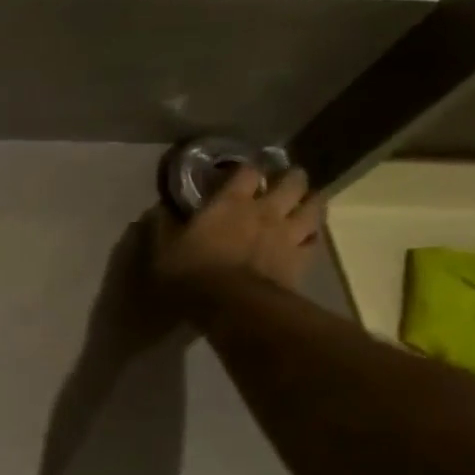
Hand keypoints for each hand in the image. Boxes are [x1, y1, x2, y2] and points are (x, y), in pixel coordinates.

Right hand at [149, 163, 323, 314]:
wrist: (232, 306)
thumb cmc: (192, 273)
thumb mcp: (163, 250)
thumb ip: (163, 226)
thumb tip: (159, 209)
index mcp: (230, 202)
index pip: (247, 171)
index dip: (246, 169)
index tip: (240, 172)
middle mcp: (265, 211)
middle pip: (292, 181)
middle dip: (291, 177)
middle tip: (284, 181)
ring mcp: (288, 234)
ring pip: (314, 206)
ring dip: (311, 201)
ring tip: (304, 203)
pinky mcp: (301, 259)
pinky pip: (315, 241)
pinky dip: (312, 235)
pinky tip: (307, 237)